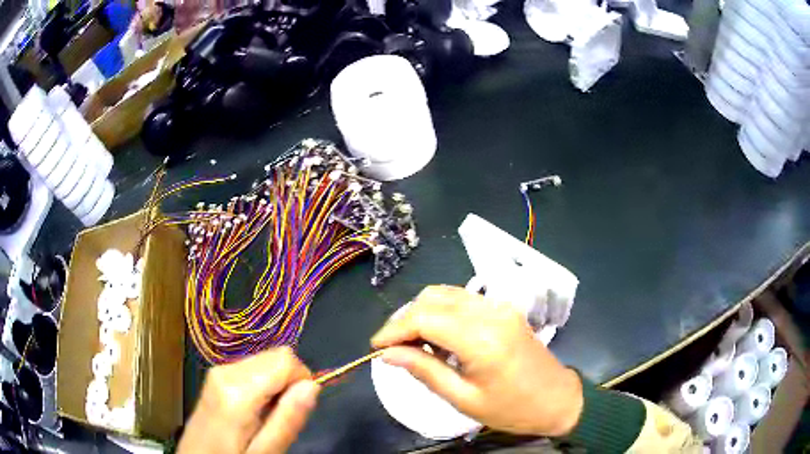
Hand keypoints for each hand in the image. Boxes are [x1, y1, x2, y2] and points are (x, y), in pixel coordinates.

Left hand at [178, 347, 320, 453]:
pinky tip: (254, 409)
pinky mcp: (216, 374)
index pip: (286, 359)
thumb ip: (287, 419)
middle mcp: (226, 370)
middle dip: (288, 383)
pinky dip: (263, 384)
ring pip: (266, 360)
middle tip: (279, 416)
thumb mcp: (265, 451)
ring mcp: (218, 369)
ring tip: (265, 415)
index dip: (301, 382)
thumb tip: (313, 385)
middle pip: (276, 355)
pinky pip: (253, 367)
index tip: (295, 410)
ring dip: (276, 385)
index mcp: (237, 390)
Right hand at [371, 285, 582, 436]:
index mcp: (482, 339)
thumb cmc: (511, 408)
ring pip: (446, 293)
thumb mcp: (464, 399)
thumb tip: (387, 355)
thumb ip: (425, 371)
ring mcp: (500, 306)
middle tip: (393, 349)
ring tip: (414, 344)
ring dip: (422, 313)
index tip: (375, 347)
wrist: (557, 399)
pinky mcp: (504, 308)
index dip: (394, 329)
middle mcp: (490, 312)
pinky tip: (439, 336)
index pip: (424, 318)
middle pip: (432, 299)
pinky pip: (462, 299)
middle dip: (405, 320)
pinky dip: (442, 311)